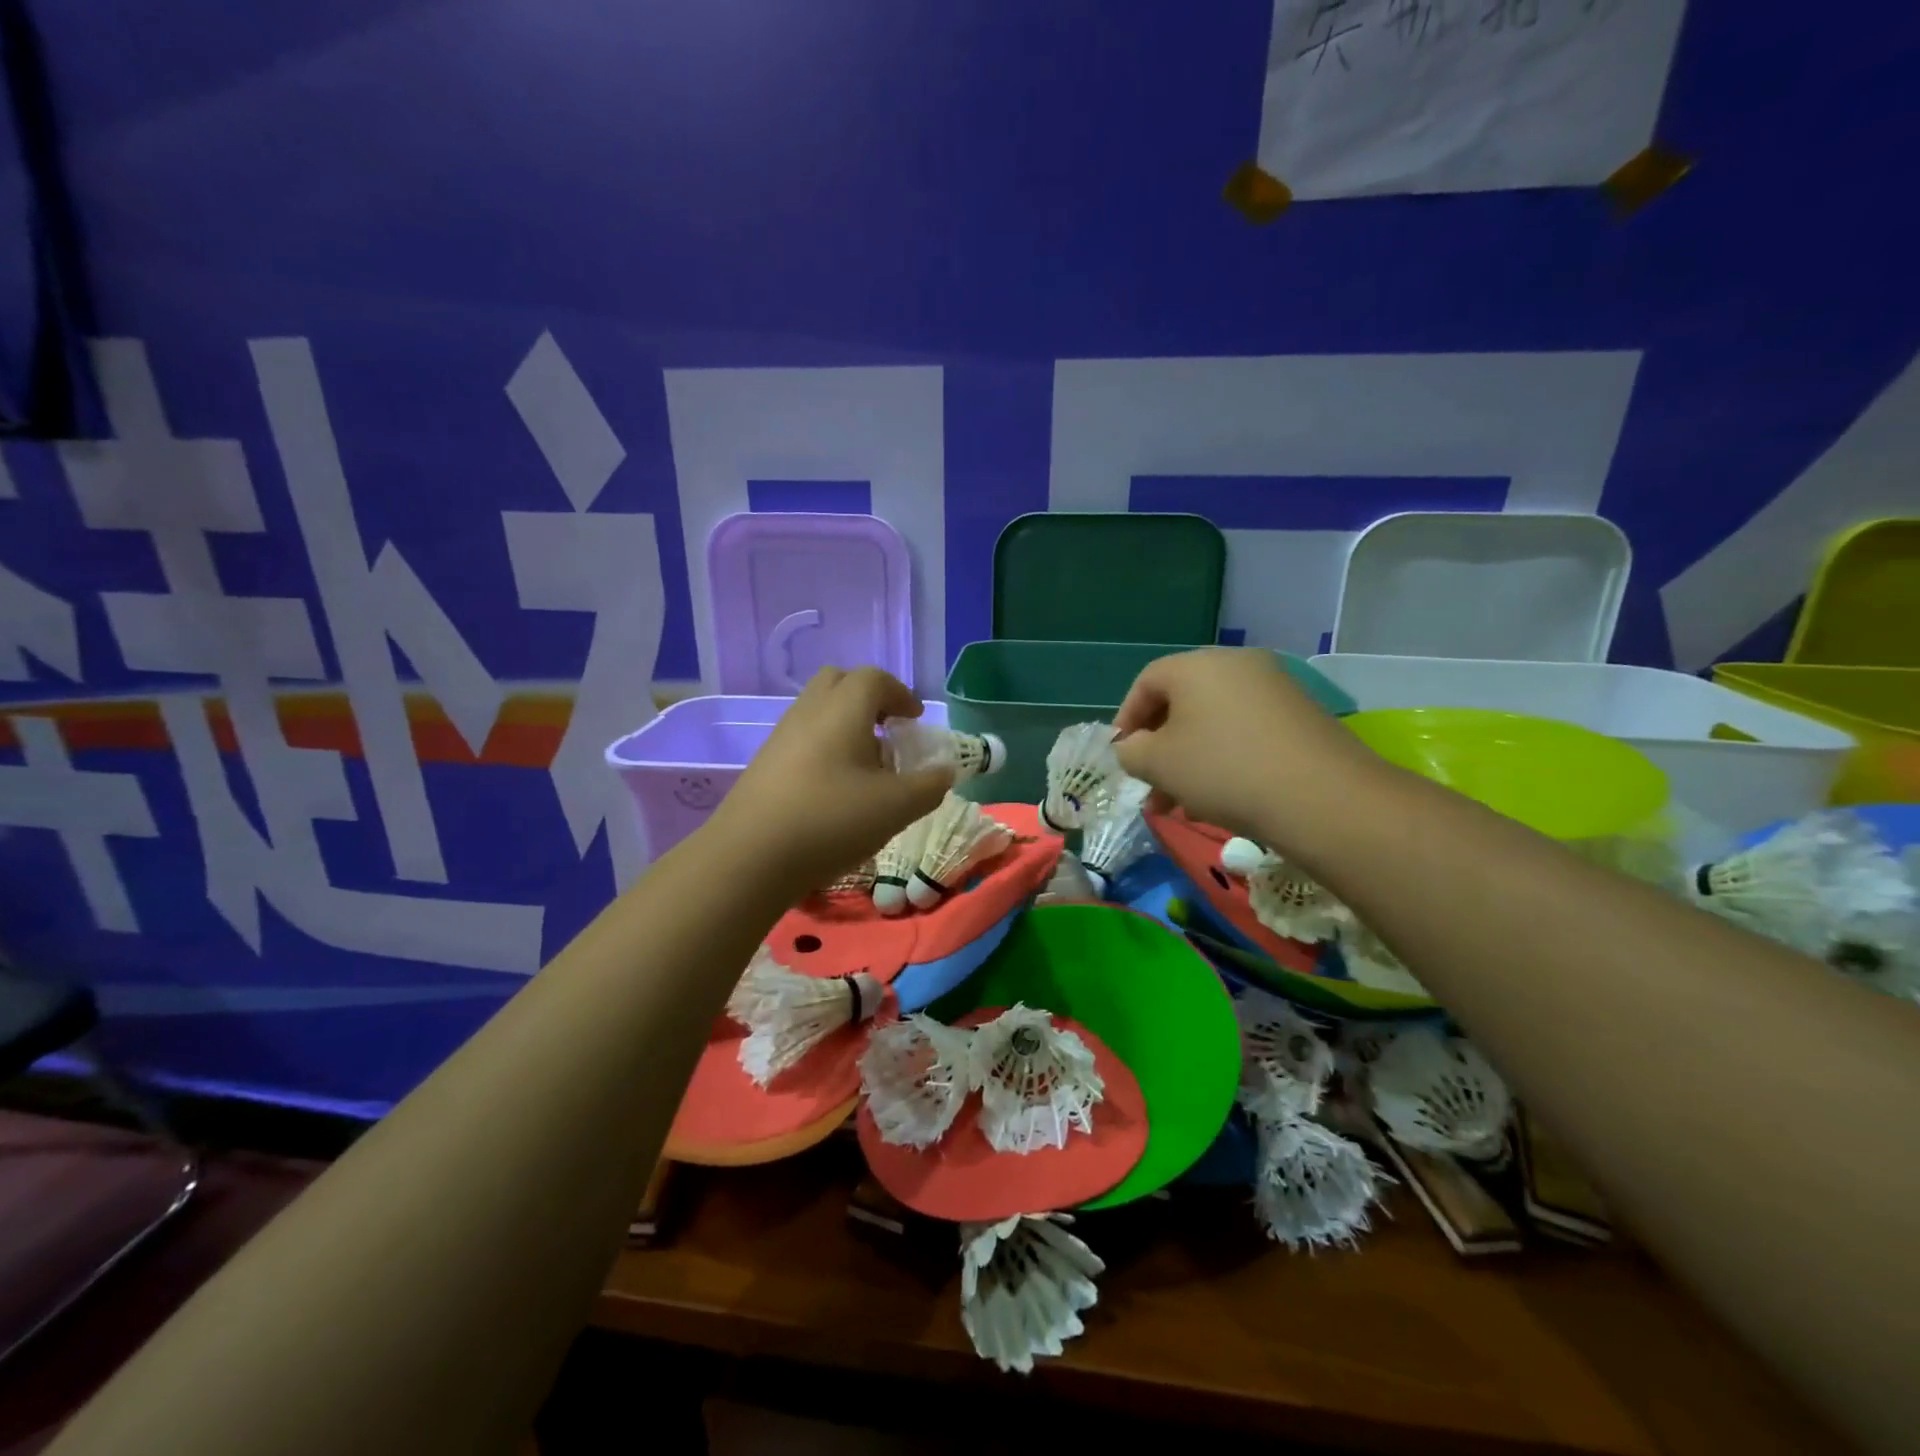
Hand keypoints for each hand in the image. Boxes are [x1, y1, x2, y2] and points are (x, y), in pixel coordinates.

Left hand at [704, 667, 952, 894]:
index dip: (901, 694)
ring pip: (818, 711)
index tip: (915, 721)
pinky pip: (802, 738)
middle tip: (888, 731)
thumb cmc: (831, 820)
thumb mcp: (896, 807)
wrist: (749, 858)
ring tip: (865, 767)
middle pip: (839, 683)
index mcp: (843, 710)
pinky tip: (834, 790)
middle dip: (869, 699)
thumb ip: (929, 786)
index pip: (874, 678)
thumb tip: (943, 772)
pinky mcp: (764, 764)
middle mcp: (808, 712)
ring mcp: (781, 736)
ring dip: (846, 725)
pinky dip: (825, 747)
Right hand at [1113, 648, 1380, 849]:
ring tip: (1181, 807)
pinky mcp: (1301, 716)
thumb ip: (1131, 752)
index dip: (1126, 719)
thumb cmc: (1223, 770)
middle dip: (1160, 749)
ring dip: (1190, 761)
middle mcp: (1237, 665)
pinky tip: (1221, 800)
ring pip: (1214, 723)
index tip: (1122, 756)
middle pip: (1182, 703)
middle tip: (1150, 788)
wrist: (1323, 796)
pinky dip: (1225, 760)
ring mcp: (1274, 688)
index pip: (1147, 682)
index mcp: (1197, 665)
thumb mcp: (1158, 764)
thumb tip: (1133, 748)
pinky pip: (1246, 733)